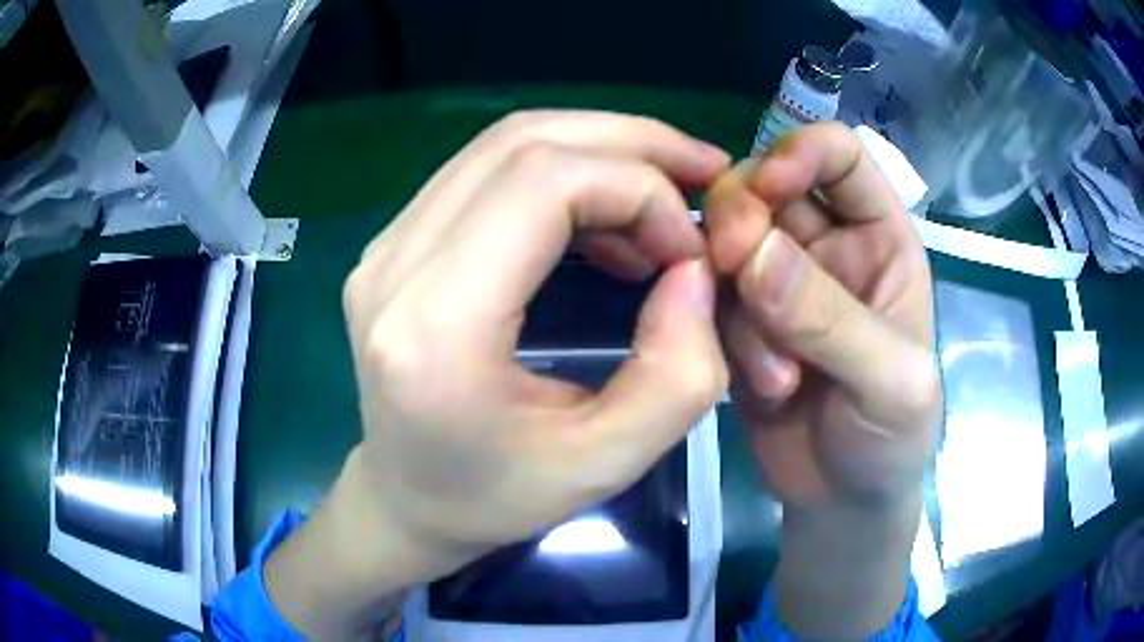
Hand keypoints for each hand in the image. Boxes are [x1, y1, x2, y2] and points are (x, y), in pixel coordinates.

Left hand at [267, 111, 729, 637]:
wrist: (404, 499)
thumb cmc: (495, 498)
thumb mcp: (607, 464)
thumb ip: (678, 374)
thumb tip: (694, 268)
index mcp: (436, 324)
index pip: (543, 183)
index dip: (637, 188)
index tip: (689, 245)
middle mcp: (394, 264)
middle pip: (522, 142)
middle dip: (630, 144)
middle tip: (700, 172)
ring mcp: (385, 245)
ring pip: (503, 144)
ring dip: (597, 150)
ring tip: (662, 194)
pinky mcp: (393, 243)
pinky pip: (484, 172)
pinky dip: (560, 173)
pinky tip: (604, 219)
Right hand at [704, 123, 940, 637]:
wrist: (843, 503)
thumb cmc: (894, 439)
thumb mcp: (889, 383)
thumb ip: (832, 319)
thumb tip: (754, 254)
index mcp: (880, 238)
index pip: (839, 156)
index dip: (799, 152)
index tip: (766, 189)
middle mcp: (827, 248)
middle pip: (766, 188)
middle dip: (742, 218)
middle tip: (731, 265)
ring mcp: (779, 286)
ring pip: (728, 246)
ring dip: (738, 303)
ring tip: (776, 379)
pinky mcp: (742, 326)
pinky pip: (709, 300)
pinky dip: (720, 336)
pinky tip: (756, 388)